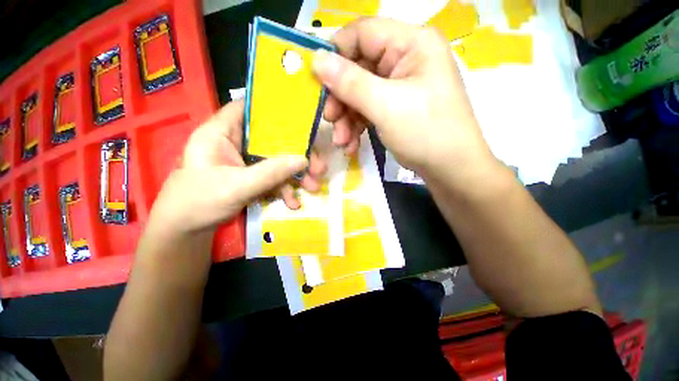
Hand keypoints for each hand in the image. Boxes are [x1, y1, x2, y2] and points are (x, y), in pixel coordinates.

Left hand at [147, 100, 325, 235]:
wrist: (187, 231)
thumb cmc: (199, 203)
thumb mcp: (236, 186)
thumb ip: (270, 172)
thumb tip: (304, 159)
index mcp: (221, 133)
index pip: (247, 108)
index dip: (273, 109)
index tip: (301, 120)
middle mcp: (236, 143)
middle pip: (272, 139)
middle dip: (297, 154)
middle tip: (318, 167)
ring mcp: (245, 161)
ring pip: (277, 160)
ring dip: (296, 175)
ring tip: (313, 187)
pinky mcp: (252, 177)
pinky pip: (273, 177)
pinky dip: (285, 189)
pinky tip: (293, 202)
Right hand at [313, 18, 498, 186]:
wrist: (450, 169)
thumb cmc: (425, 133)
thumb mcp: (385, 106)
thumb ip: (350, 82)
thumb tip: (317, 60)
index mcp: (412, 44)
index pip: (362, 34)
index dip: (335, 54)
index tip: (316, 81)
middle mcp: (406, 59)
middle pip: (358, 68)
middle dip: (341, 98)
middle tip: (329, 119)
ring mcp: (401, 86)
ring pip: (360, 93)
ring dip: (347, 118)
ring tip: (342, 141)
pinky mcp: (396, 107)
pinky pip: (369, 110)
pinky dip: (357, 127)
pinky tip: (351, 145)